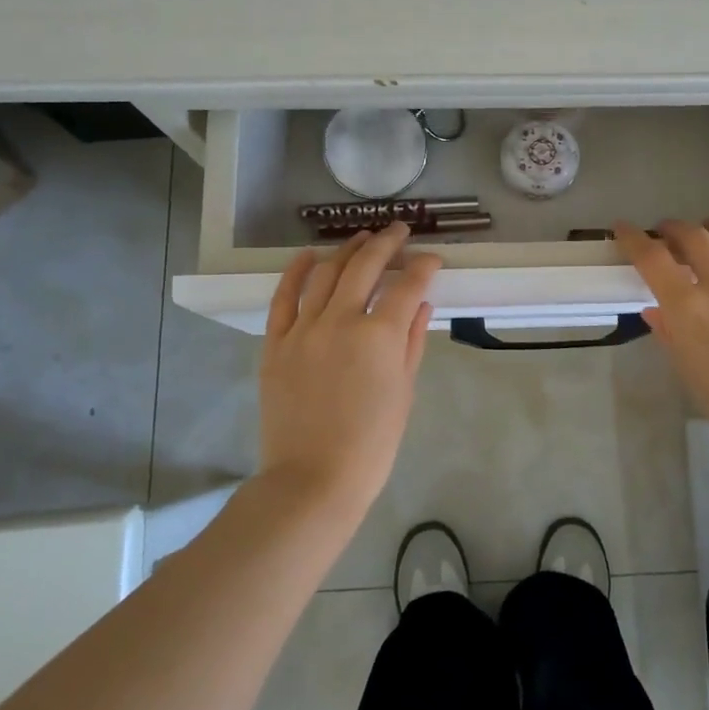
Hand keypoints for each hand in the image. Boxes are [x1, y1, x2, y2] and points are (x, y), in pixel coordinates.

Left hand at [260, 225, 441, 510]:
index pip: (408, 285)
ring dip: (346, 250)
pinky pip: (283, 297)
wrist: (313, 478)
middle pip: (365, 266)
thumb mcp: (404, 391)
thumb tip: (420, 305)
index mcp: (380, 336)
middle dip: (386, 243)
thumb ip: (412, 342)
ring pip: (325, 273)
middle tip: (399, 230)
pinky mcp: (276, 343)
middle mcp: (341, 320)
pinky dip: (296, 271)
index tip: (432, 259)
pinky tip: (309, 256)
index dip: (424, 267)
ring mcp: (303, 329)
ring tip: (361, 238)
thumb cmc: (372, 443)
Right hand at [615, 218, 708, 468]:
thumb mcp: (690, 374)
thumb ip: (671, 336)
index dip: (633, 239)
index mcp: (689, 308)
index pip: (652, 259)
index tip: (623, 229)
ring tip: (708, 227)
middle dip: (674, 228)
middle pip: (694, 237)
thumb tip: (657, 312)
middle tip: (666, 232)